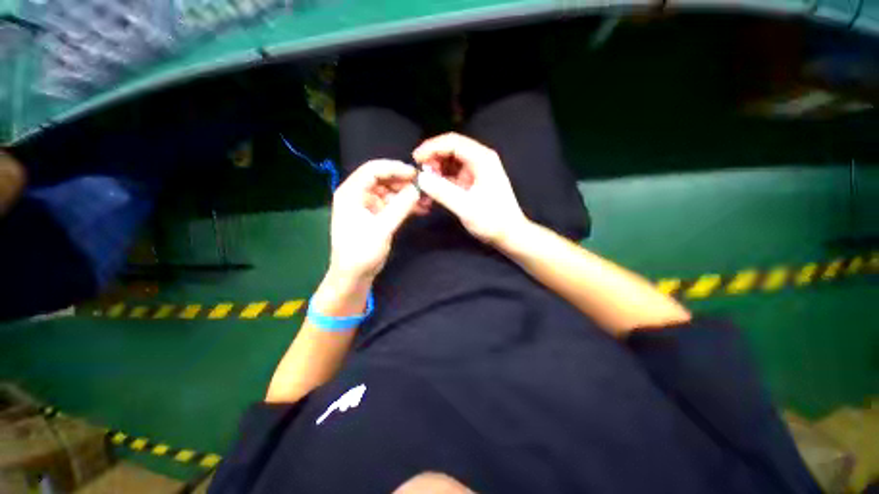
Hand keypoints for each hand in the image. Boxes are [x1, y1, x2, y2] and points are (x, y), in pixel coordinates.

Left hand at [329, 159, 418, 279]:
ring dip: (407, 194)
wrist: (354, 275)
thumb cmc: (361, 252)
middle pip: (383, 179)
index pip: (373, 170)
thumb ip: (401, 206)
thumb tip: (418, 188)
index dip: (395, 168)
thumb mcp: (382, 228)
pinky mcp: (376, 215)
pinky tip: (420, 209)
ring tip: (426, 201)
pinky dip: (405, 205)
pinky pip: (392, 204)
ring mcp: (367, 205)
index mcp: (351, 192)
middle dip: (404, 182)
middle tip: (424, 188)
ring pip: (390, 191)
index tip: (415, 174)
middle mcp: (358, 194)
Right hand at [413, 133, 526, 244]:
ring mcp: (477, 170)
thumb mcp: (466, 207)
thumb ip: (443, 192)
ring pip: (451, 161)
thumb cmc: (492, 221)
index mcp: (482, 159)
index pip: (452, 142)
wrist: (509, 234)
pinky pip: (453, 174)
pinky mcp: (473, 181)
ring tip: (426, 184)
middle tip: (421, 175)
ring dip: (436, 169)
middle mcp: (480, 159)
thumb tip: (421, 178)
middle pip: (451, 149)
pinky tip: (434, 189)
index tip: (415, 159)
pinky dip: (442, 179)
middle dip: (433, 159)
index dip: (431, 147)